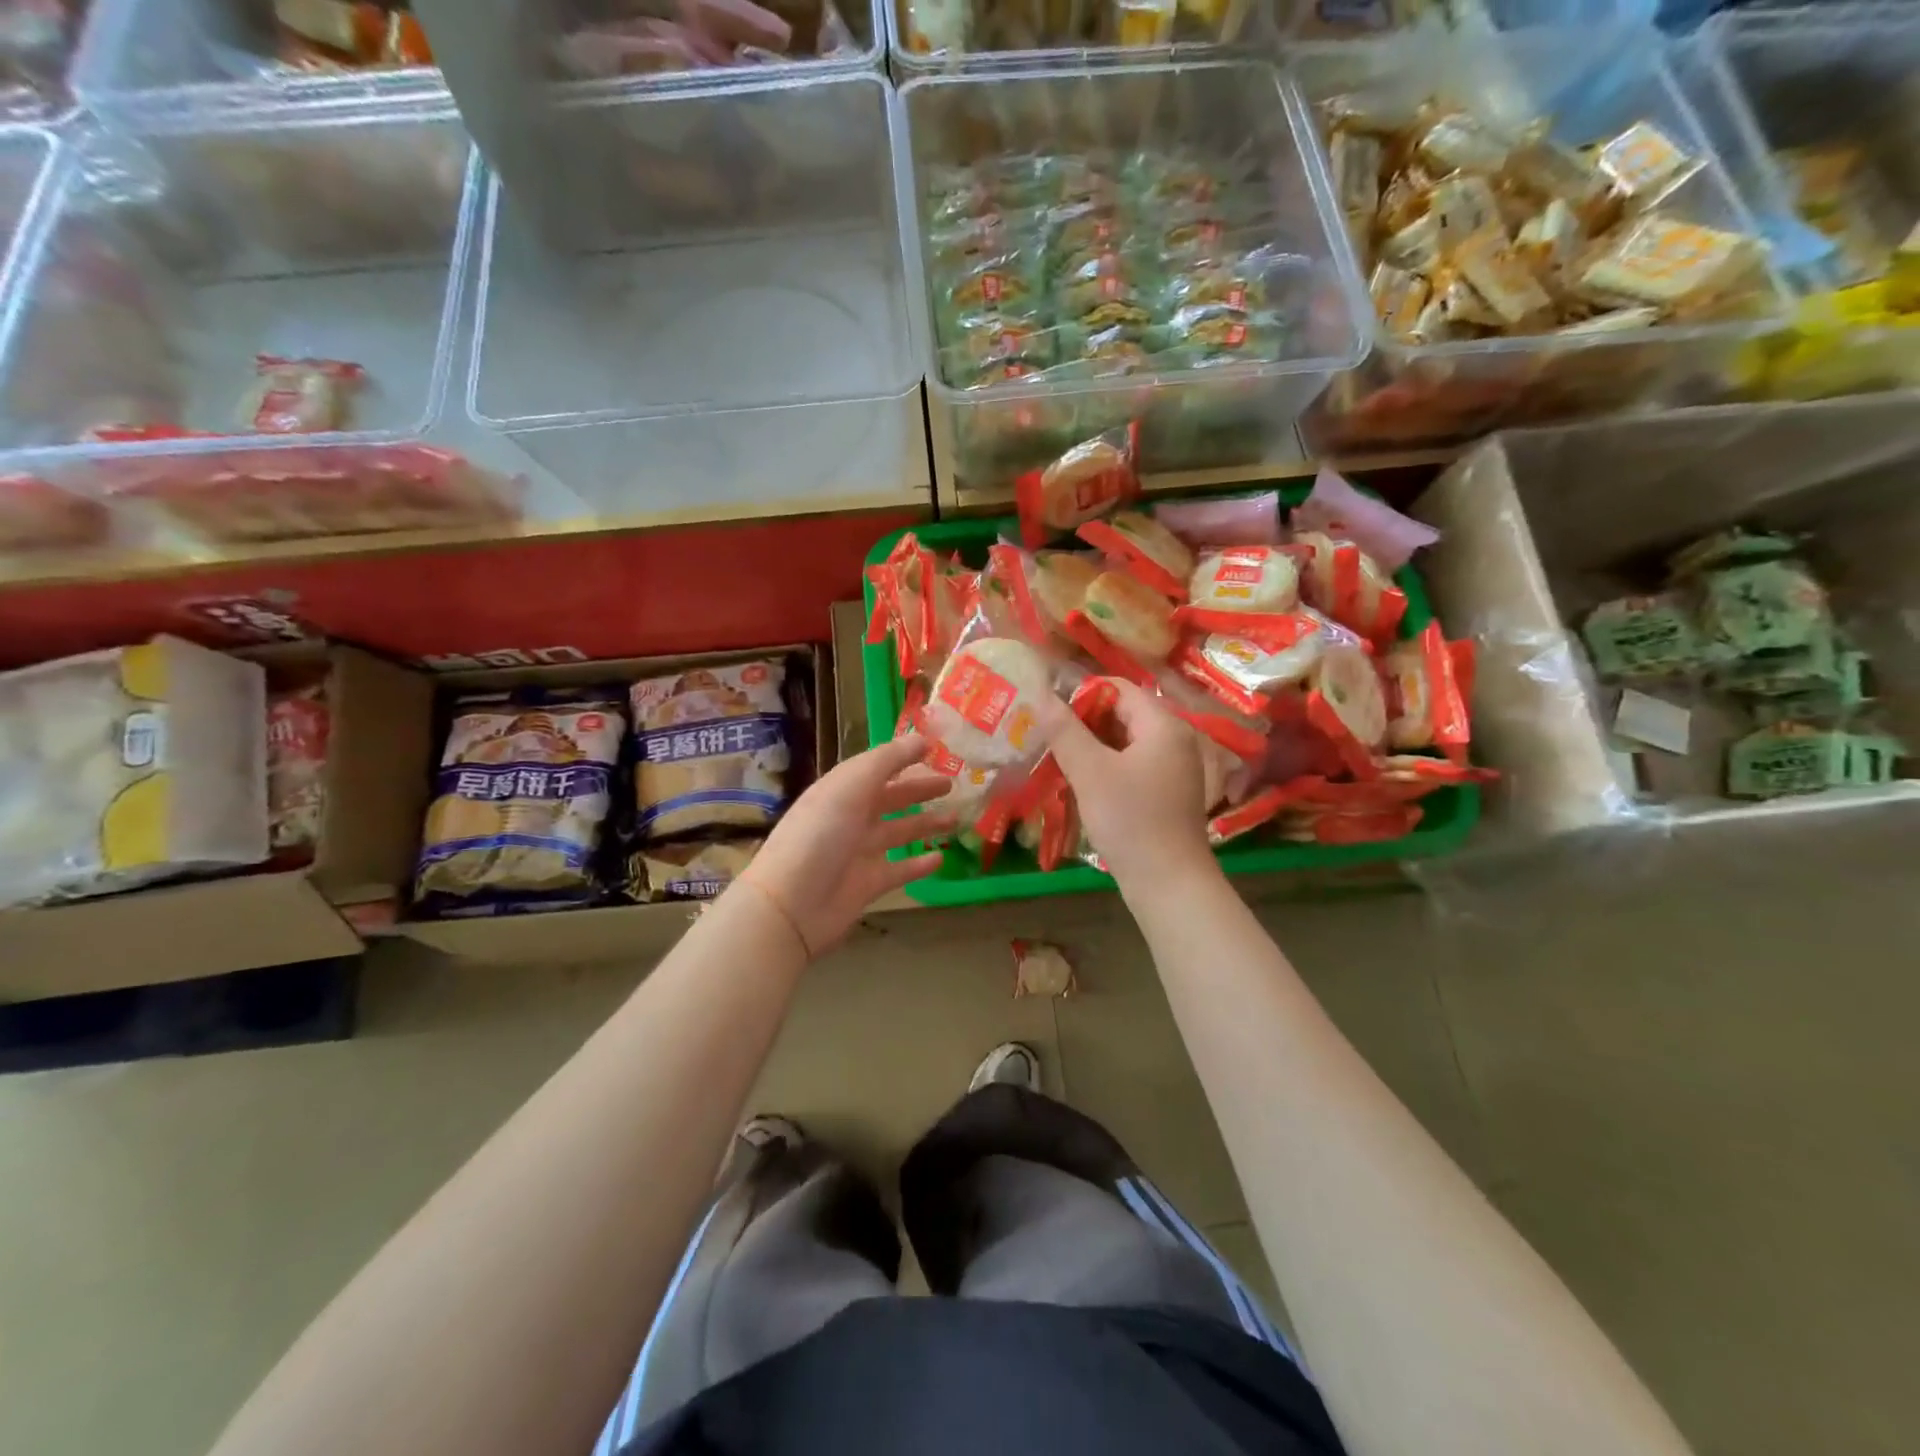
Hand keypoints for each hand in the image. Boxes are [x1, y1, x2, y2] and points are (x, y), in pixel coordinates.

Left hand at [739, 734, 954, 956]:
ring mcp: (859, 852)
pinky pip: (900, 869)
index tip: (935, 749)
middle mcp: (850, 817)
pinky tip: (941, 857)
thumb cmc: (821, 835)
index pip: (876, 767)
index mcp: (841, 789)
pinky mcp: (868, 884)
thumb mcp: (852, 786)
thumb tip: (922, 739)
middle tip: (952, 784)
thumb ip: (888, 760)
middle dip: (918, 789)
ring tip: (956, 818)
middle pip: (890, 798)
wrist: (792, 903)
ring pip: (899, 832)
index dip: (903, 757)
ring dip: (926, 824)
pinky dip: (919, 864)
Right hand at [1041, 680, 1214, 886]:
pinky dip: (1106, 767)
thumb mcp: (1090, 772)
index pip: (1118, 689)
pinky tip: (1082, 784)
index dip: (1081, 696)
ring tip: (1058, 761)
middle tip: (1049, 740)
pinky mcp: (1168, 792)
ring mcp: (1174, 767)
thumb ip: (1065, 730)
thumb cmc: (1130, 821)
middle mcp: (1175, 739)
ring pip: (1125, 742)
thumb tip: (1041, 695)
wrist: (1169, 883)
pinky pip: (1133, 765)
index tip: (1049, 717)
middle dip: (1084, 723)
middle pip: (1123, 714)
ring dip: (1091, 747)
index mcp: (1164, 725)